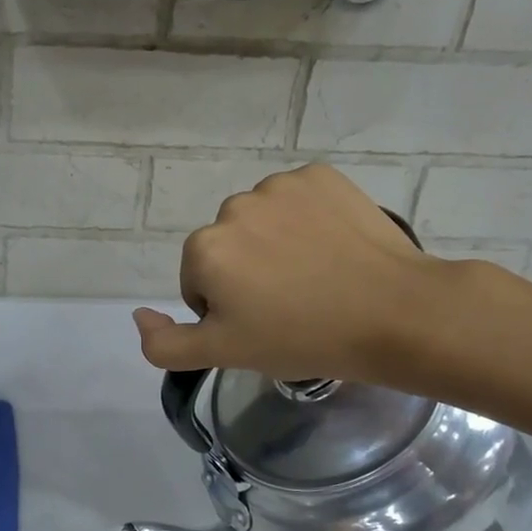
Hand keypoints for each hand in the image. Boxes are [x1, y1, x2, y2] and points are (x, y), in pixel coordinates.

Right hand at [132, 163, 453, 386]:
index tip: (263, 325)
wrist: (394, 313)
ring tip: (315, 276)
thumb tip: (137, 315)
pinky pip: (295, 199)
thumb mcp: (223, 354)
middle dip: (246, 273)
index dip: (227, 310)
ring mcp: (279, 186)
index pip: (199, 283)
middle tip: (290, 304)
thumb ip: (164, 344)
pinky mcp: (320, 175)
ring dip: (274, 244)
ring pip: (260, 221)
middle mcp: (232, 208)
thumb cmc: (302, 339)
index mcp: (204, 250)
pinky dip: (306, 219)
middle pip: (226, 248)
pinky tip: (331, 247)